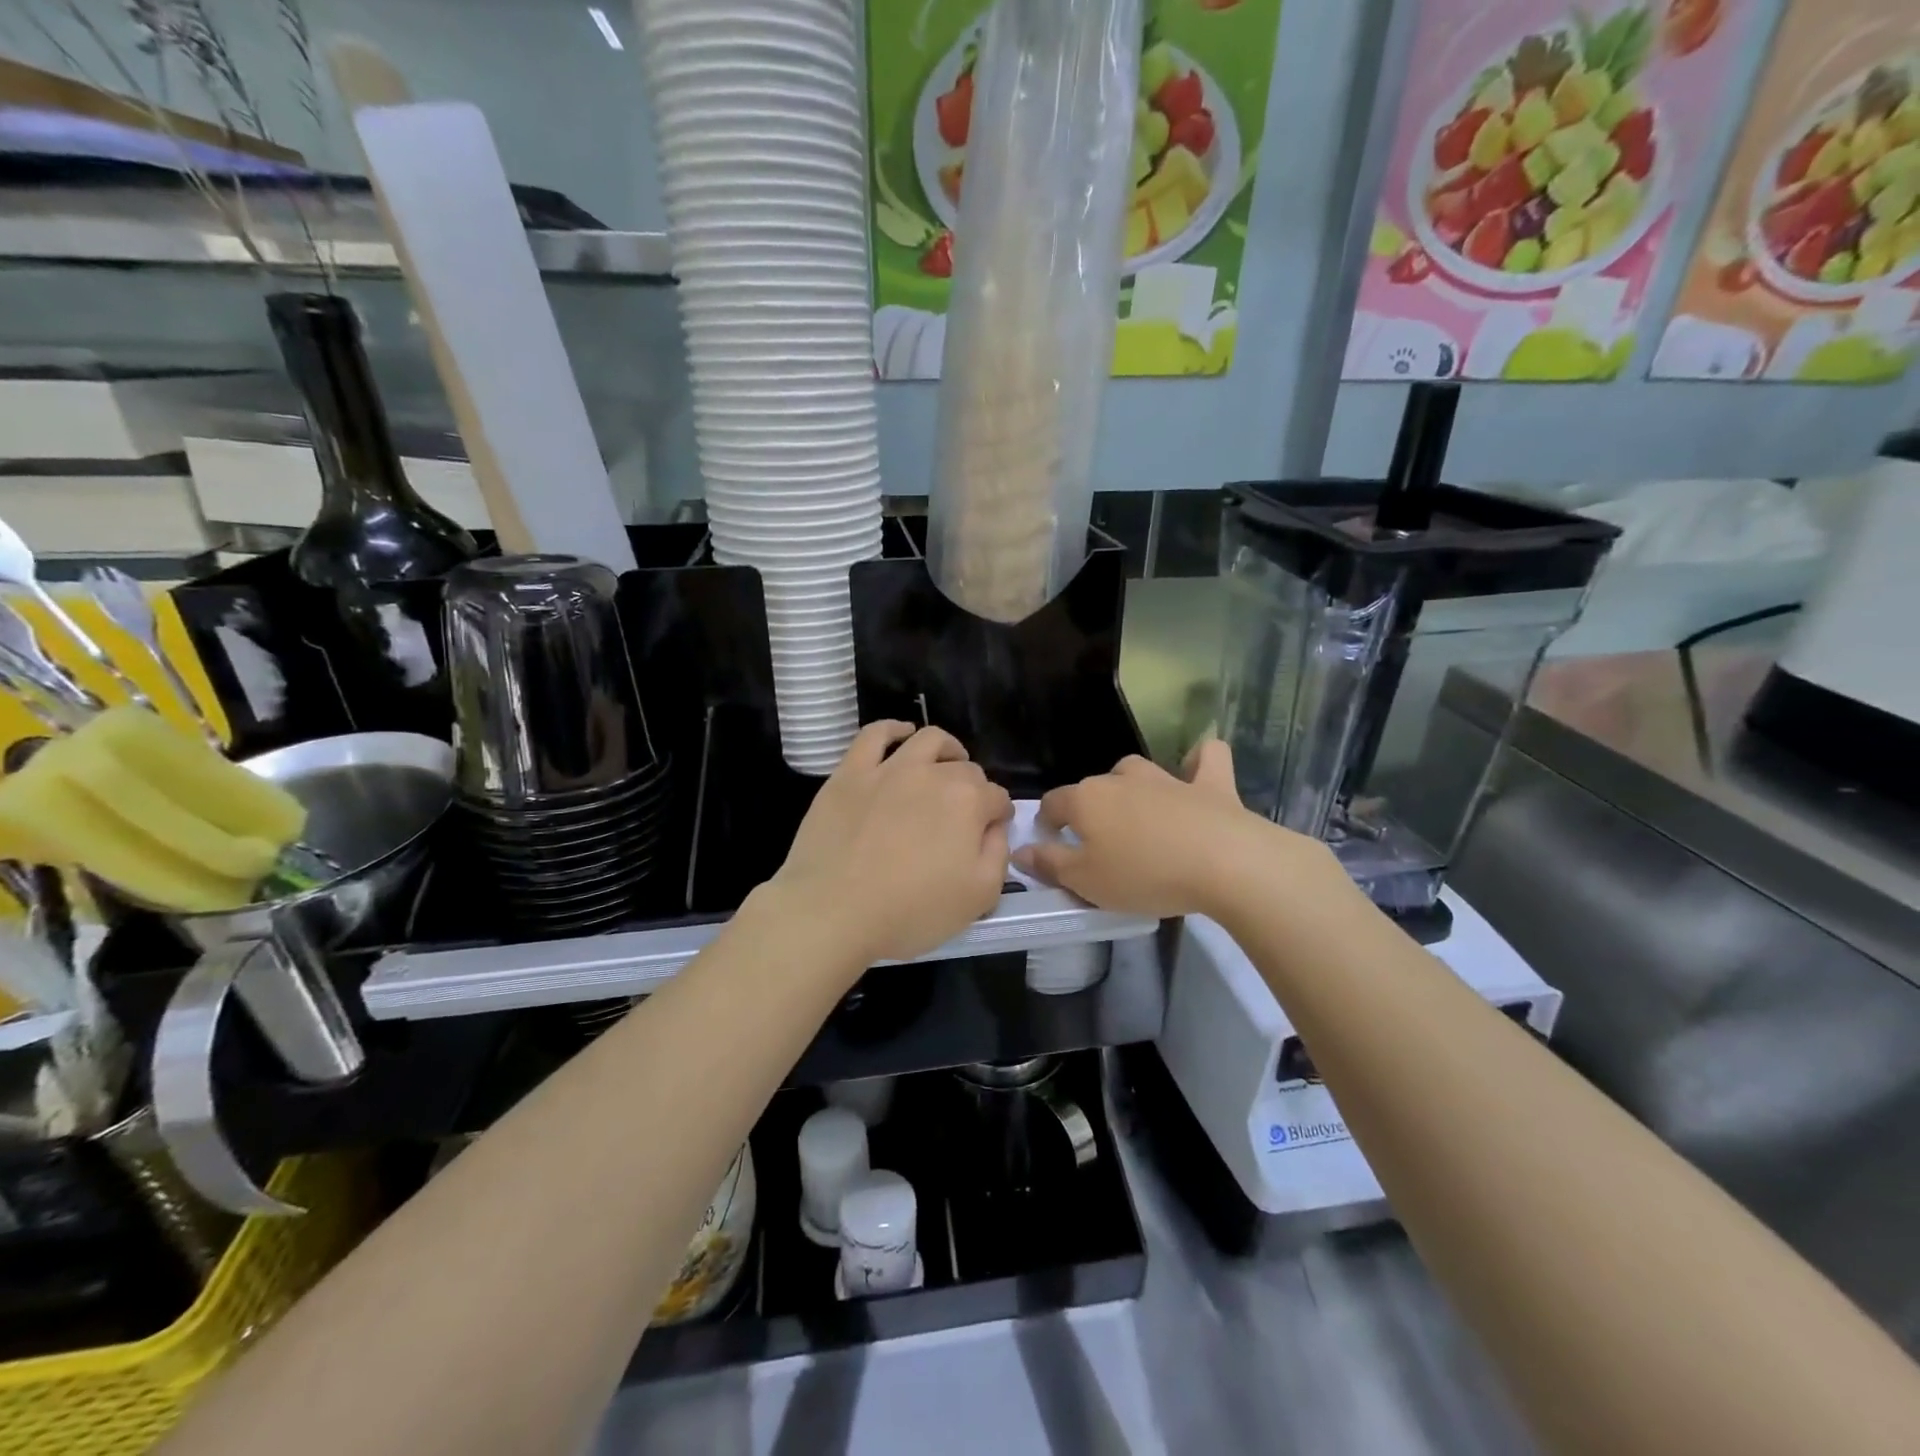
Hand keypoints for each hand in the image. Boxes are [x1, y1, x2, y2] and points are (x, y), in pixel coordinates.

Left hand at [766, 722, 1012, 966]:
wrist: (833, 911)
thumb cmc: (910, 911)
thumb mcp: (979, 897)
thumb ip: (998, 854)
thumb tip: (994, 827)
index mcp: (968, 802)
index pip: (997, 798)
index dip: (998, 815)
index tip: (991, 831)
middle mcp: (933, 774)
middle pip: (965, 769)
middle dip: (974, 787)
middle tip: (963, 813)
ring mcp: (888, 769)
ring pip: (927, 740)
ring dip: (946, 749)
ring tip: (946, 763)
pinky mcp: (850, 773)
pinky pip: (874, 734)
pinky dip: (893, 729)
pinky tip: (901, 734)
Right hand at [1012, 740, 1343, 919]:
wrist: (1225, 864)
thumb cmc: (1145, 876)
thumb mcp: (1086, 882)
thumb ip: (1050, 864)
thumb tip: (1020, 850)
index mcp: (1087, 800)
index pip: (1053, 802)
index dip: (1048, 821)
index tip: (1052, 843)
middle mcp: (1122, 779)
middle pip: (1094, 787)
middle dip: (1090, 809)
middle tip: (1100, 843)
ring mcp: (1168, 777)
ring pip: (1137, 771)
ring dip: (1131, 787)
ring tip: (1137, 815)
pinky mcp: (1212, 783)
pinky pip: (1205, 759)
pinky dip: (1198, 763)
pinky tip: (1197, 773)